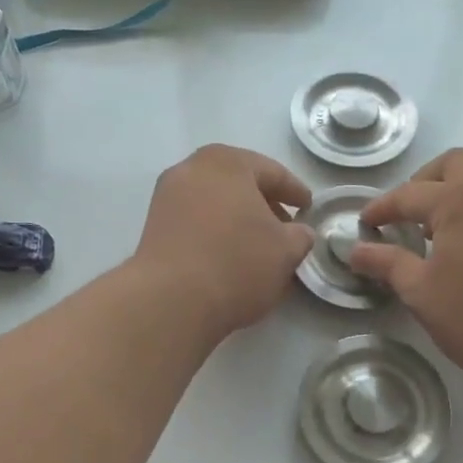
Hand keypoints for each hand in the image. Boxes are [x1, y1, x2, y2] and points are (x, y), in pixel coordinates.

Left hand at [132, 145, 315, 340]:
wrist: (170, 300)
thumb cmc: (237, 263)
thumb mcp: (285, 251)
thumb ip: (300, 235)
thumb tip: (297, 232)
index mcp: (228, 162)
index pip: (272, 172)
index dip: (295, 191)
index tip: (308, 207)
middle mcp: (192, 168)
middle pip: (238, 181)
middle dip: (263, 202)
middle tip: (284, 225)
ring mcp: (167, 196)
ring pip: (214, 200)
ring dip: (237, 217)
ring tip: (257, 244)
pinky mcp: (153, 225)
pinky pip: (195, 219)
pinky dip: (215, 229)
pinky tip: (228, 253)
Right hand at [348, 148, 462, 389]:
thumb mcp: (421, 292)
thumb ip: (386, 263)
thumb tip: (355, 250)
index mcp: (460, 199)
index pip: (409, 194)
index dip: (381, 209)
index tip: (363, 225)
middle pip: (453, 164)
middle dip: (422, 182)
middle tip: (404, 215)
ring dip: (451, 193)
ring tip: (430, 231)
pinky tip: (461, 246)